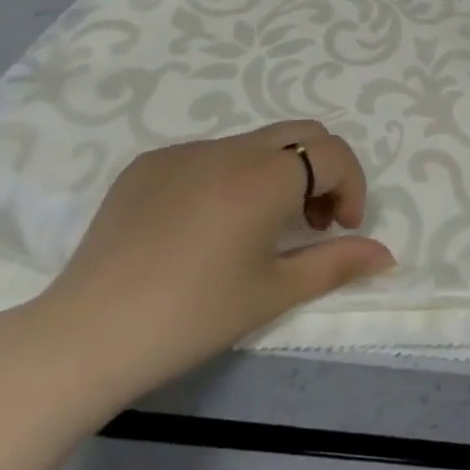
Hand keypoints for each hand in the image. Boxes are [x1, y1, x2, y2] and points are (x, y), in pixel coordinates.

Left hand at [33, 122, 395, 404]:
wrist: (84, 337)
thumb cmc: (192, 317)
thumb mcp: (274, 292)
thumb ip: (337, 263)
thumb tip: (385, 253)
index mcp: (265, 176)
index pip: (332, 155)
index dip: (352, 187)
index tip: (343, 229)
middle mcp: (229, 149)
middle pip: (301, 133)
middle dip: (323, 170)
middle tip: (314, 222)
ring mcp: (183, 152)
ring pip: (255, 143)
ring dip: (278, 173)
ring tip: (261, 227)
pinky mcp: (148, 164)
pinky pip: (209, 156)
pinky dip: (231, 177)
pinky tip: (206, 227)